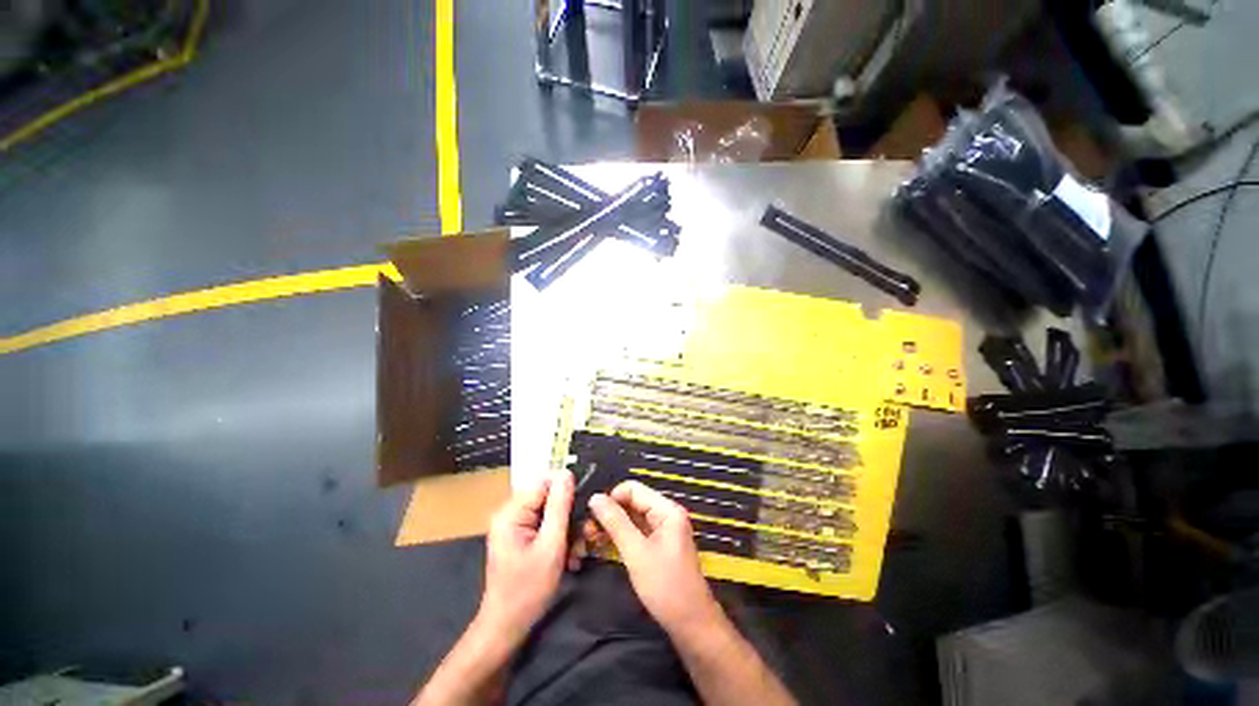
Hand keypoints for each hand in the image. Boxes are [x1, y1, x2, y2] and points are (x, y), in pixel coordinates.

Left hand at [476, 471, 573, 644]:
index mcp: (511, 513)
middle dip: (569, 516)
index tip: (584, 507)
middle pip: (548, 498)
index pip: (544, 483)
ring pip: (550, 513)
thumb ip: (559, 507)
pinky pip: (546, 526)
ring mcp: (515, 527)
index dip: (566, 491)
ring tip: (576, 553)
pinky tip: (568, 558)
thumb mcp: (550, 546)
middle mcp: (510, 514)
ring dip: (567, 530)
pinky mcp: (521, 538)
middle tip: (583, 537)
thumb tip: (566, 473)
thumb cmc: (528, 590)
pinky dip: (559, 539)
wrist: (506, 627)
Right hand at [587, 480, 721, 636]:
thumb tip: (595, 497)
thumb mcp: (636, 553)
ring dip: (612, 525)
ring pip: (631, 517)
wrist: (691, 624)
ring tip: (590, 539)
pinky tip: (603, 545)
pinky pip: (635, 531)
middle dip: (609, 513)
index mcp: (667, 509)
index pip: (633, 489)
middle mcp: (665, 513)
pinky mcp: (658, 544)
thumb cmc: (666, 587)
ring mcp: (662, 529)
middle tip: (587, 531)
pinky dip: (620, 536)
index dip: (611, 498)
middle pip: (631, 501)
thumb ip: (615, 523)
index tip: (592, 516)